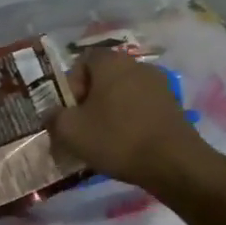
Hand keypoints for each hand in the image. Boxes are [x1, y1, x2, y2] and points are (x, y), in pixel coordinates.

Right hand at [50, 49, 212, 191]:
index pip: (82, 61)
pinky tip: (127, 144)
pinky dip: (131, 121)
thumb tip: (52, 114)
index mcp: (111, 62)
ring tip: (104, 140)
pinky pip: (141, 107)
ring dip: (111, 112)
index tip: (69, 111)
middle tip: (82, 128)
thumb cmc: (116, 138)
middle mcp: (137, 65)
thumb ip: (54, 118)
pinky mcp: (173, 105)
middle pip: (103, 78)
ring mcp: (159, 84)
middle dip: (90, 101)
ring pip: (123, 94)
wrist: (173, 162)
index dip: (71, 85)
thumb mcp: (71, 131)